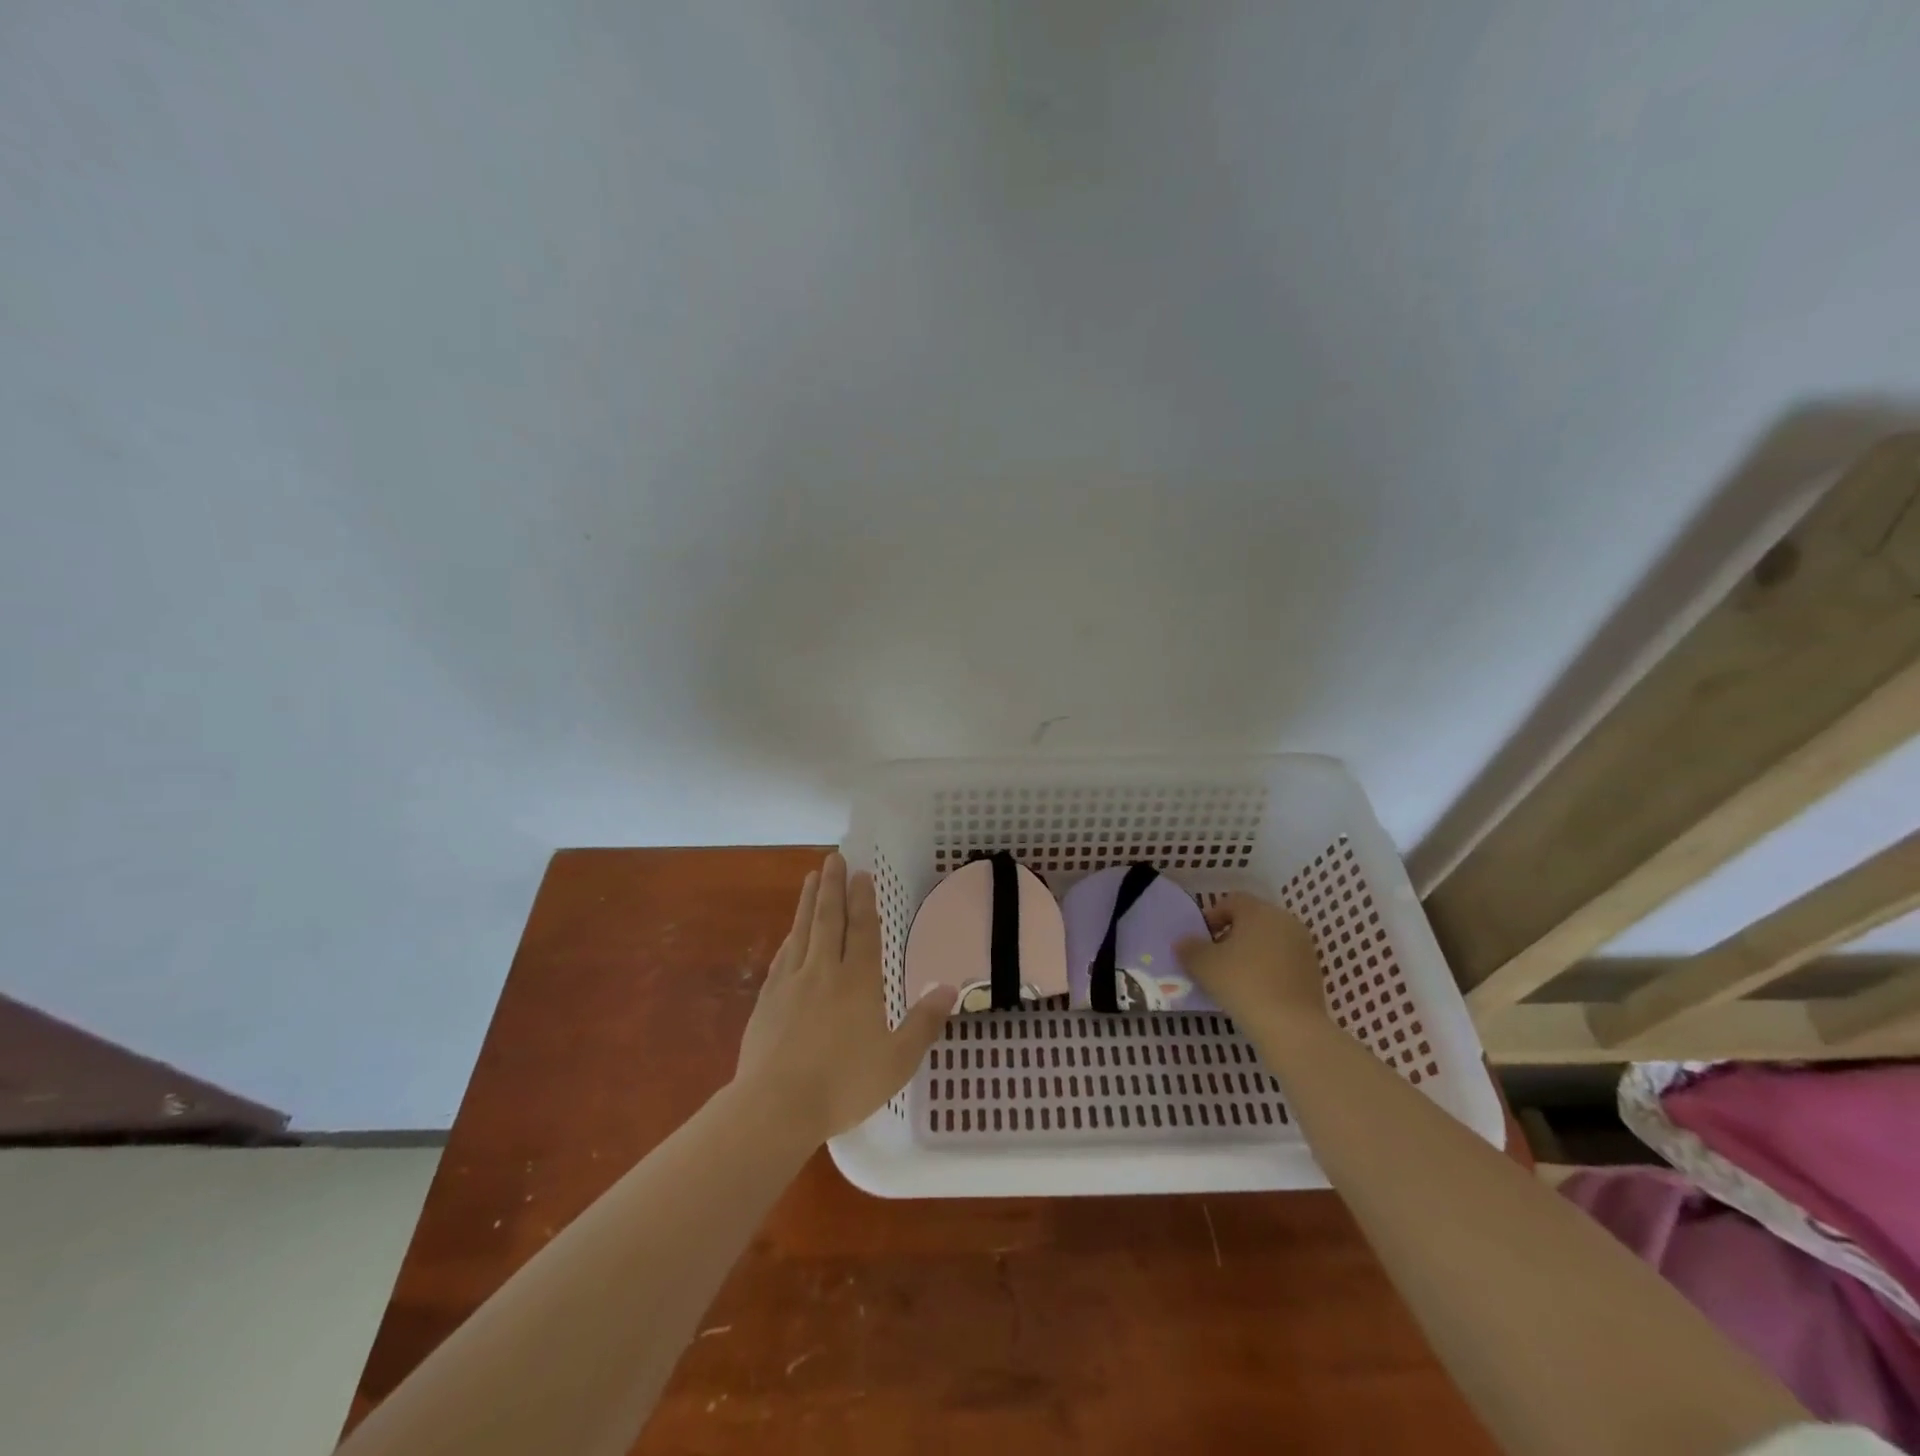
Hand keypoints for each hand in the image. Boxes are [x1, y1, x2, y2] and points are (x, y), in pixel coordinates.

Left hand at [735, 852, 955, 1141]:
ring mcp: (791, 982)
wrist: (775, 1106)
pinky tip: (791, 933)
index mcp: (858, 981)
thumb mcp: (897, 1060)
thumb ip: (924, 1022)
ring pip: (803, 930)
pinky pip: (783, 956)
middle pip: (829, 918)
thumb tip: (950, 988)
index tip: (861, 873)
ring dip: (809, 901)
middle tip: (834, 858)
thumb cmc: (843, 1084)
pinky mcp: (767, 999)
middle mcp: (824, 971)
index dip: (863, 900)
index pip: (862, 930)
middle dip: (833, 886)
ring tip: (811, 877)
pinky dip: (791, 937)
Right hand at [1176, 894, 1329, 1044]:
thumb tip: (1183, 942)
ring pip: (1269, 941)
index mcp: (1259, 911)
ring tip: (1233, 978)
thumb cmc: (1242, 983)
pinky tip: (1255, 991)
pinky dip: (1267, 969)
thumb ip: (1188, 948)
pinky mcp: (1313, 972)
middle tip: (1214, 959)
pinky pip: (1283, 961)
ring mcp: (1304, 947)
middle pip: (1252, 920)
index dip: (1212, 917)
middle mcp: (1286, 921)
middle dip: (1231, 935)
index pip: (1232, 901)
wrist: (1291, 1026)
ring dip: (1250, 953)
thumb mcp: (1202, 964)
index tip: (1201, 940)